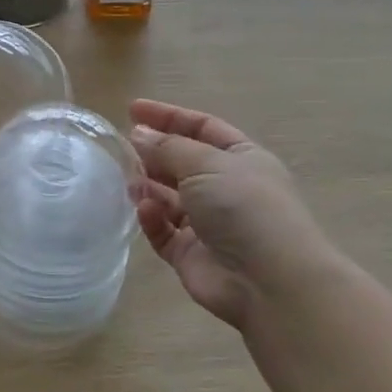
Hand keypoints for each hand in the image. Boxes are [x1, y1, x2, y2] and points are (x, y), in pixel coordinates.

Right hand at [129, 98, 347, 330]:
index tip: (132, 109)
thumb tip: (139, 133)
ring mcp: (208, 224)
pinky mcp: (190, 255)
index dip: (168, 117)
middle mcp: (226, 188)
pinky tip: (146, 210)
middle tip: (123, 148)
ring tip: (127, 180)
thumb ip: (167, 147)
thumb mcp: (206, 163)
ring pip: (169, 198)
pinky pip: (163, 231)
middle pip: (182, 163)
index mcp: (241, 158)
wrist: (269, 282)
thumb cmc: (244, 207)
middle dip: (154, 154)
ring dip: (148, 186)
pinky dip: (152, 219)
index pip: (201, 128)